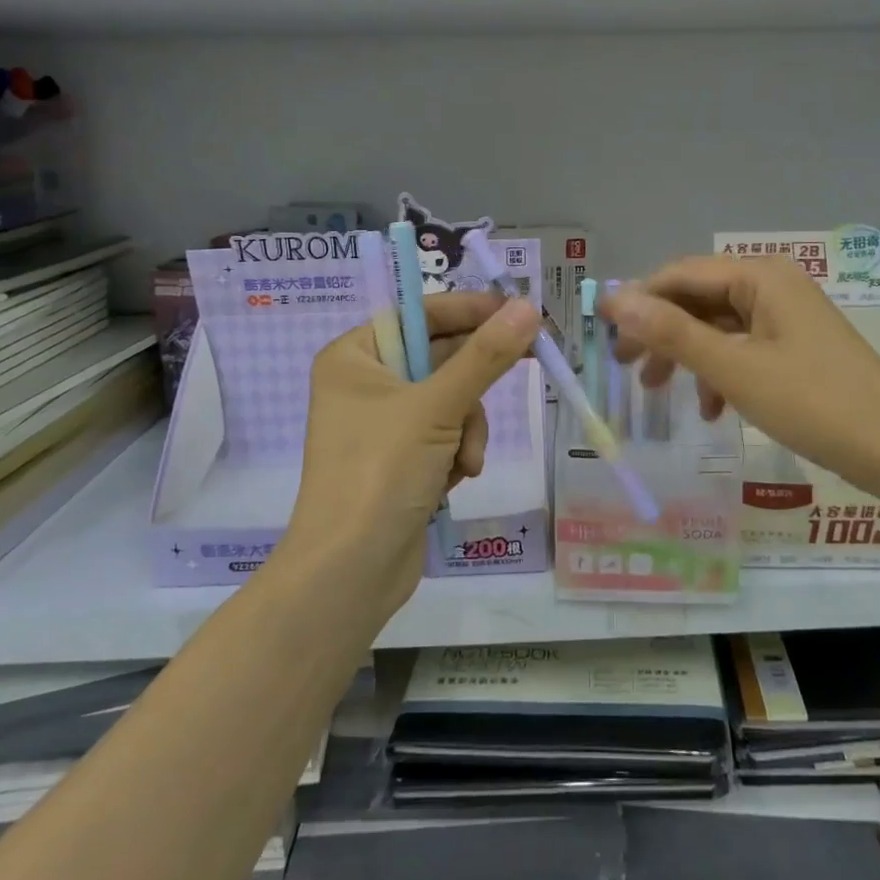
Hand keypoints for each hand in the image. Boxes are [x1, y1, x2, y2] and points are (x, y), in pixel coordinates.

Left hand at [284, 292, 540, 622]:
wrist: (349, 572)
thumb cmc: (381, 472)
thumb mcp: (438, 407)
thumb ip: (486, 356)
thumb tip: (527, 307)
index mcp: (355, 356)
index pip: (420, 314)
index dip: (471, 310)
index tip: (518, 311)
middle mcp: (365, 383)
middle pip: (439, 358)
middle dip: (472, 385)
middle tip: (529, 360)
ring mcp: (382, 423)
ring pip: (451, 400)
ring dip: (468, 427)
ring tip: (465, 459)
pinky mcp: (399, 458)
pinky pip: (445, 434)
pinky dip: (458, 451)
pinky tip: (455, 478)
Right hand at [603, 256, 879, 492]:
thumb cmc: (813, 403)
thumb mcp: (733, 368)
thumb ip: (672, 333)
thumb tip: (614, 301)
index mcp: (759, 277)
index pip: (680, 274)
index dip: (638, 300)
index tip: (602, 333)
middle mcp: (772, 286)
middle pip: (698, 299)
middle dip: (659, 332)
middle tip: (624, 366)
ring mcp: (787, 318)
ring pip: (718, 327)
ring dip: (686, 356)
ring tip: (658, 391)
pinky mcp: (796, 348)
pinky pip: (743, 349)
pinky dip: (720, 373)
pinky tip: (712, 410)